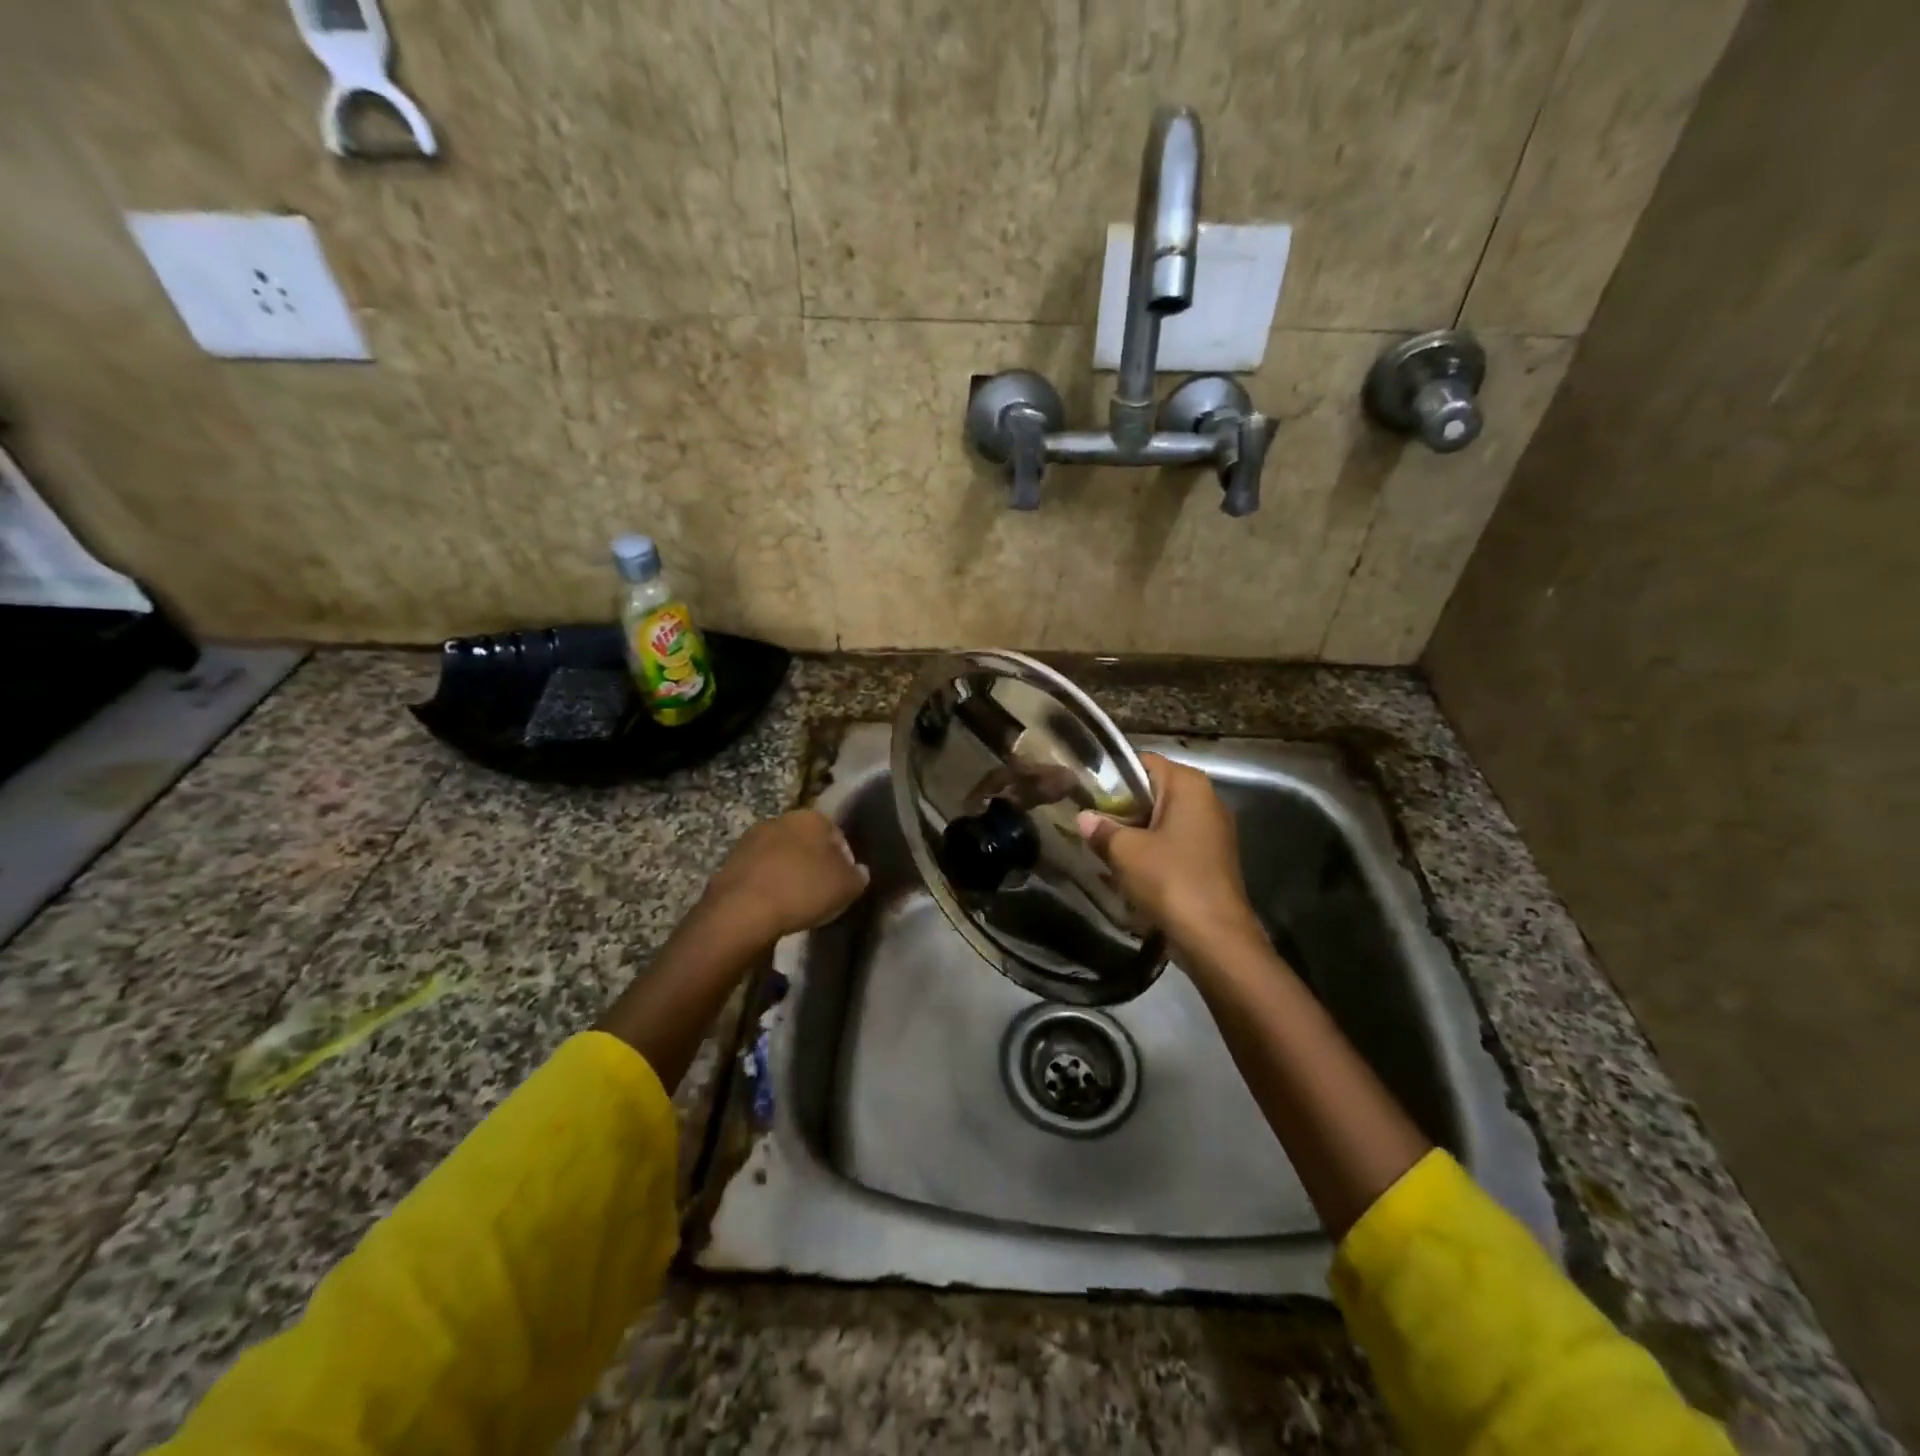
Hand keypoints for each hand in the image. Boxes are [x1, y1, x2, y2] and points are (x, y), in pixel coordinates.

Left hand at [702, 809, 869, 946]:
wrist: (742, 910)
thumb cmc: (803, 890)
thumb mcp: (847, 887)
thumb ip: (858, 876)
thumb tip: (859, 871)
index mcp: (812, 817)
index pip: (837, 835)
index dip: (844, 860)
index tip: (843, 884)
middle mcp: (781, 819)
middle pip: (806, 842)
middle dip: (814, 862)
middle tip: (820, 892)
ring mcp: (752, 838)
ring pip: (781, 855)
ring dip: (788, 872)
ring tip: (795, 902)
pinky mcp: (730, 861)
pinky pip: (760, 872)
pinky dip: (767, 884)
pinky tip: (772, 906)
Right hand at [1077, 754, 1262, 958]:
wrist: (1215, 937)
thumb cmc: (1169, 880)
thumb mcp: (1125, 851)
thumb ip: (1101, 829)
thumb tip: (1083, 818)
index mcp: (1189, 785)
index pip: (1143, 762)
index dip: (1112, 775)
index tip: (1086, 792)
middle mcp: (1206, 799)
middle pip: (1153, 790)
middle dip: (1122, 807)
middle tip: (1090, 822)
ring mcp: (1213, 830)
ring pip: (1163, 819)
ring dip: (1135, 832)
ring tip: (1103, 847)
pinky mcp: (1212, 858)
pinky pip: (1174, 843)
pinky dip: (1152, 851)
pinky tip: (1128, 870)